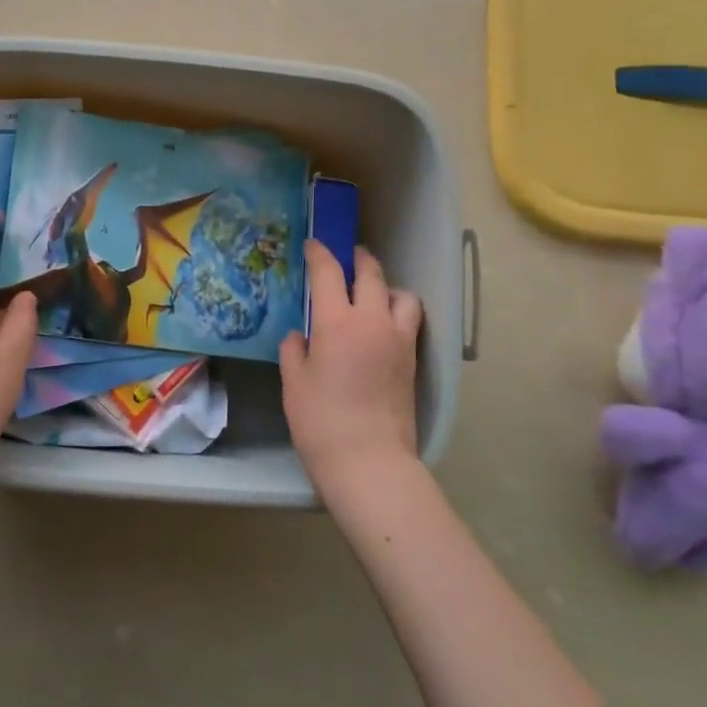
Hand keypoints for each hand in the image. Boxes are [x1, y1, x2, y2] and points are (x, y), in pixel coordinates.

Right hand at [280, 242, 422, 487]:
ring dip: (386, 286)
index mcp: (337, 322)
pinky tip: (381, 326)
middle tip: (346, 257)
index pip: (328, 273)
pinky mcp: (412, 361)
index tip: (313, 245)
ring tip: (372, 295)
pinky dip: (397, 312)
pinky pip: (409, 321)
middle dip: (358, 259)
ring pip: (401, 295)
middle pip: (371, 274)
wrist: (368, 461)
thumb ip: (295, 350)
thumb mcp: (294, 382)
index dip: (319, 254)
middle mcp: (372, 322)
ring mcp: (398, 340)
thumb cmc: (320, 420)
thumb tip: (301, 335)